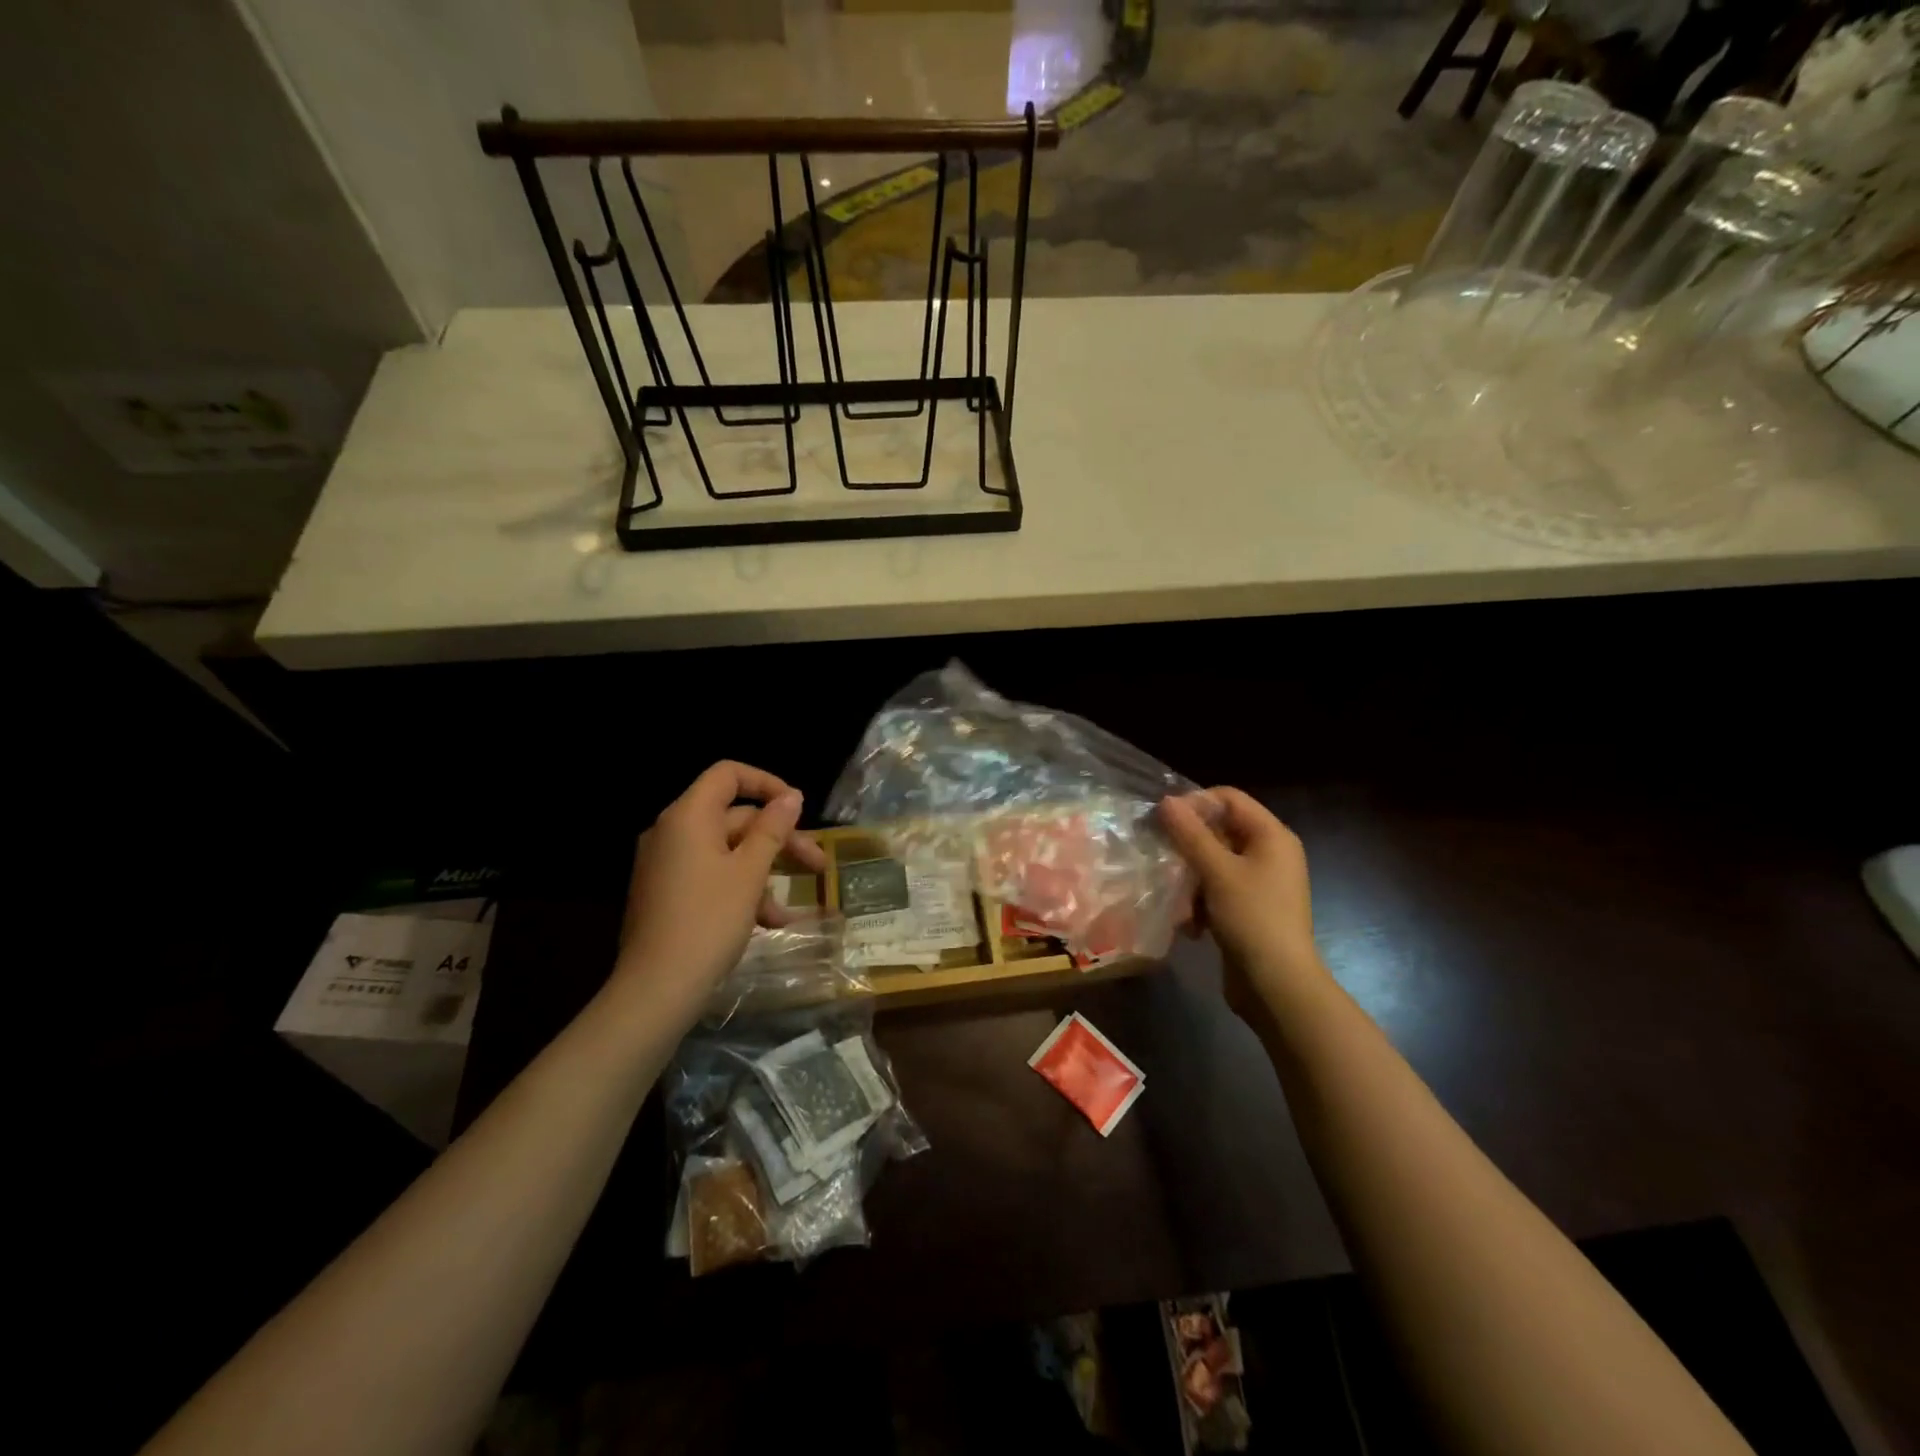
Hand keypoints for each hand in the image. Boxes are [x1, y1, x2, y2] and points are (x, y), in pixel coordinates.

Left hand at [614, 761, 827, 1016]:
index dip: (767, 784)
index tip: (798, 809)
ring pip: (727, 851)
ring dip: (764, 872)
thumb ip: (772, 829)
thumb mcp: (750, 873)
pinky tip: (768, 922)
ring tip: (790, 909)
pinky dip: (740, 889)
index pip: (728, 775)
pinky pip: (710, 875)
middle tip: (817, 864)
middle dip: (778, 839)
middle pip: (734, 817)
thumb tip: (791, 796)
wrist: (656, 989)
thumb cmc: (708, 921)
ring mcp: (666, 864)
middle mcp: (671, 832)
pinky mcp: (665, 893)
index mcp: (688, 817)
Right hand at [1160, 788, 1321, 1022]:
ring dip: (1189, 875)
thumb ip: (1190, 834)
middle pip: (1220, 829)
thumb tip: (1166, 801)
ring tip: (1171, 892)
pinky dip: (1200, 900)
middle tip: (1158, 852)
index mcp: (1272, 836)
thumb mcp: (1218, 872)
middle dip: (1188, 842)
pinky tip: (1188, 921)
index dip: (1196, 802)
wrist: (1278, 986)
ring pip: (1214, 862)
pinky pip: (1217, 889)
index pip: (1229, 798)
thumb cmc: (1252, 918)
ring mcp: (1260, 883)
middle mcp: (1269, 854)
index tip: (1163, 820)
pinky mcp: (1249, 909)